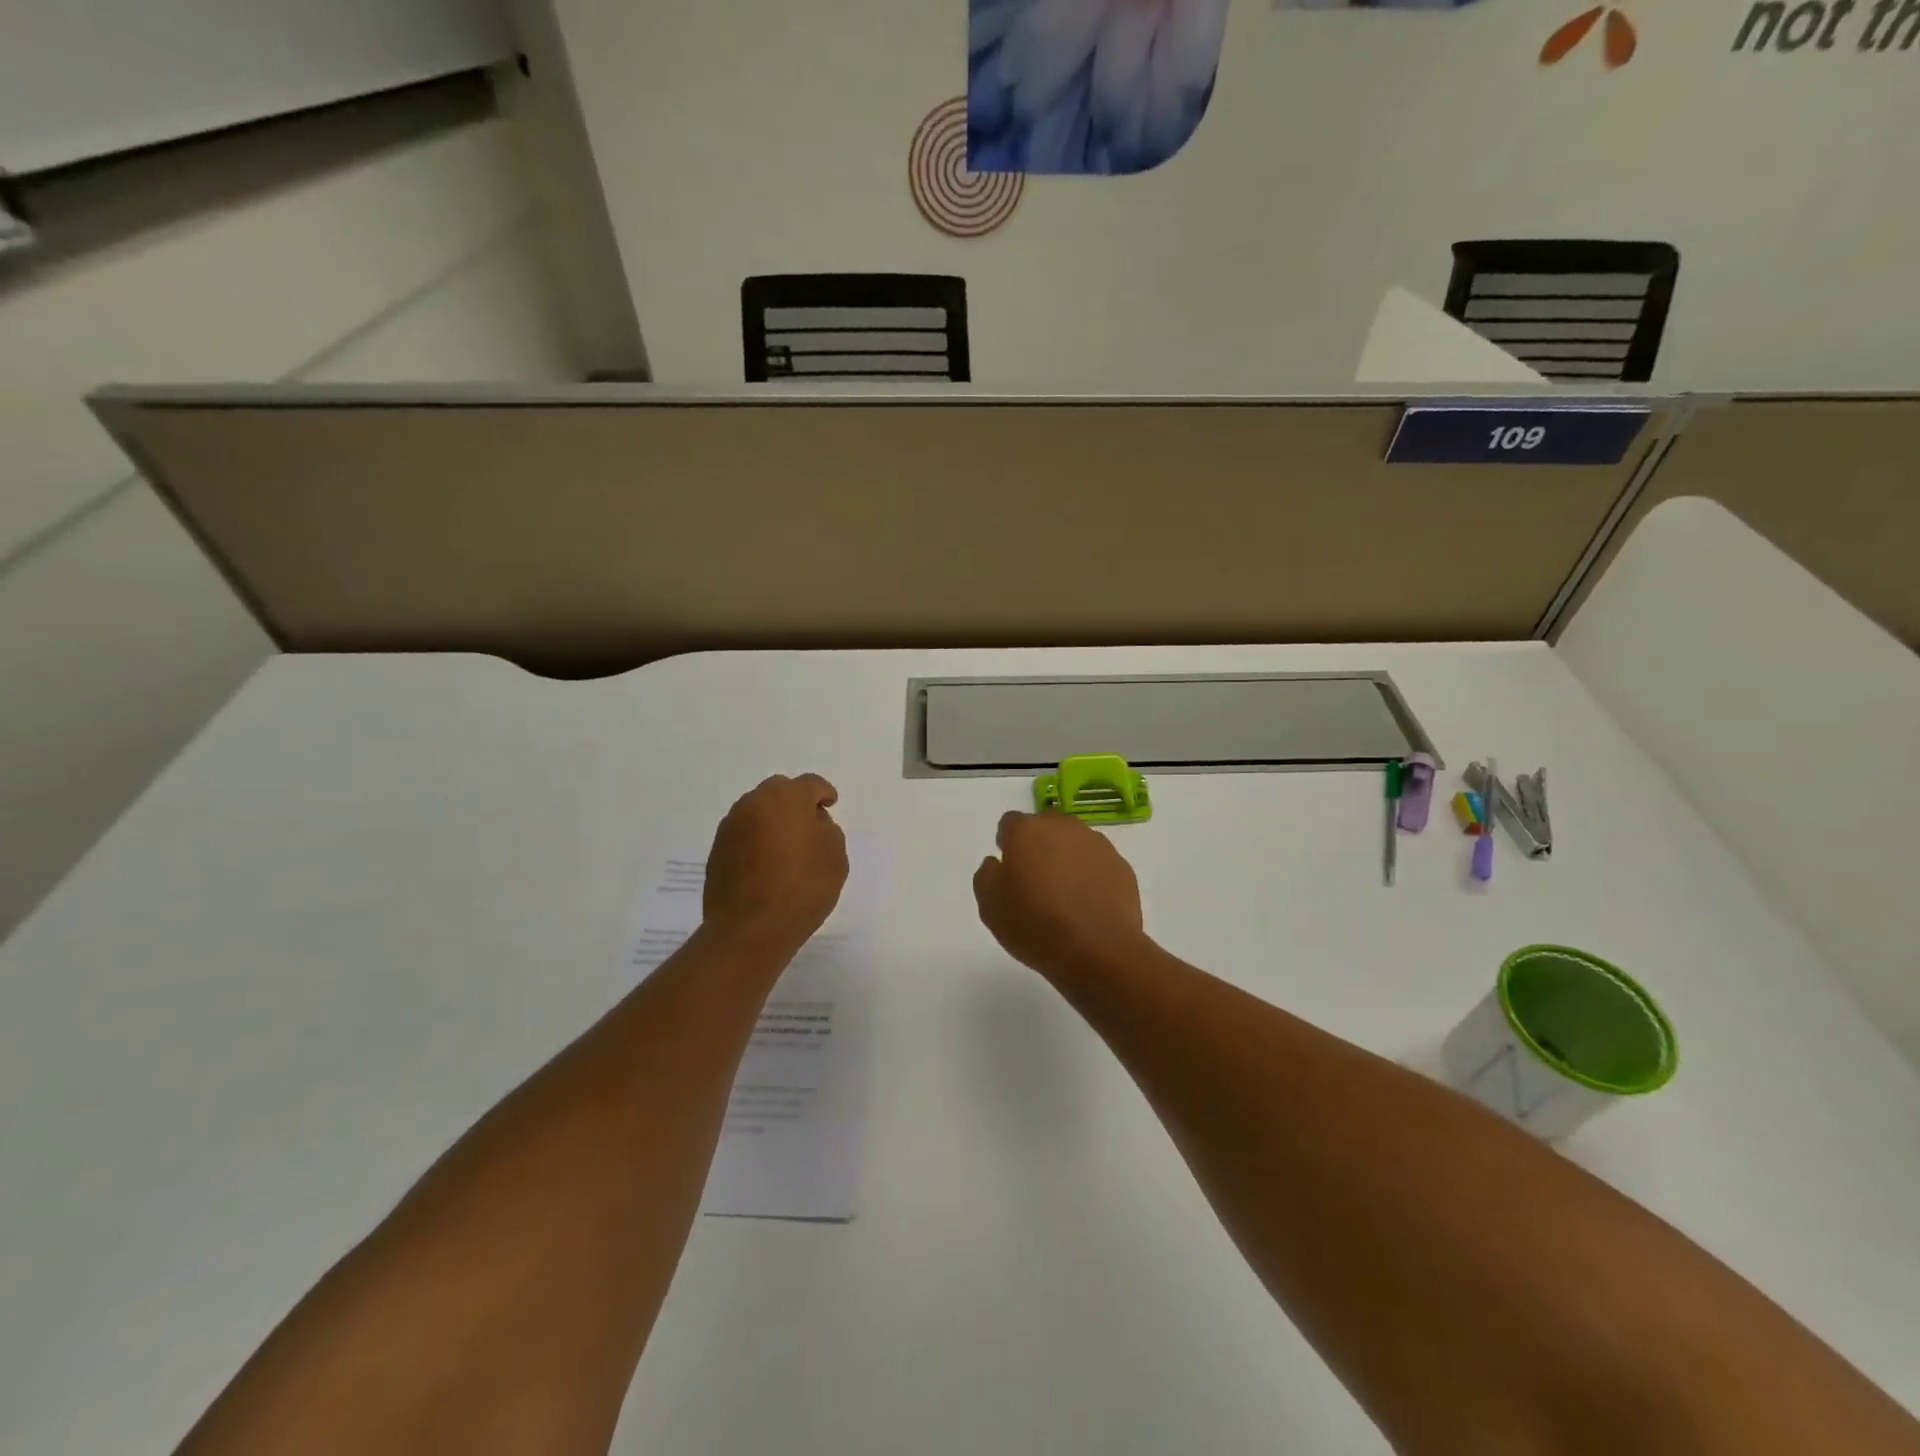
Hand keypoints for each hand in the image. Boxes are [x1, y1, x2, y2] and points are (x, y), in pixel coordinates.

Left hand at [703, 774, 848, 955]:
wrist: (749, 929)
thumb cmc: (801, 888)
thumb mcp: (835, 857)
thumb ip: (827, 830)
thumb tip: (812, 823)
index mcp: (786, 798)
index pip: (810, 784)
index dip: (824, 792)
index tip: (830, 804)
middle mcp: (754, 803)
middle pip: (779, 791)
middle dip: (795, 802)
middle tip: (809, 824)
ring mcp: (731, 826)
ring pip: (757, 811)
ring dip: (773, 820)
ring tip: (787, 846)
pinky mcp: (717, 850)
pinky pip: (744, 833)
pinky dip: (757, 839)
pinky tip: (767, 863)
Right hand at [973, 811, 1148, 981]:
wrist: (1097, 949)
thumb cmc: (1034, 924)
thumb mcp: (990, 906)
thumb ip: (987, 875)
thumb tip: (996, 863)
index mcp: (1028, 830)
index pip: (1010, 823)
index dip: (1007, 843)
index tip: (1008, 868)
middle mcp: (1064, 827)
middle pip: (1046, 828)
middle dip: (1038, 846)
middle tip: (1035, 881)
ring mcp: (1097, 845)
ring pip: (1075, 844)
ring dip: (1067, 859)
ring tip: (1064, 896)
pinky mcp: (1121, 866)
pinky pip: (1098, 864)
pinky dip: (1091, 876)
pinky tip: (1087, 905)